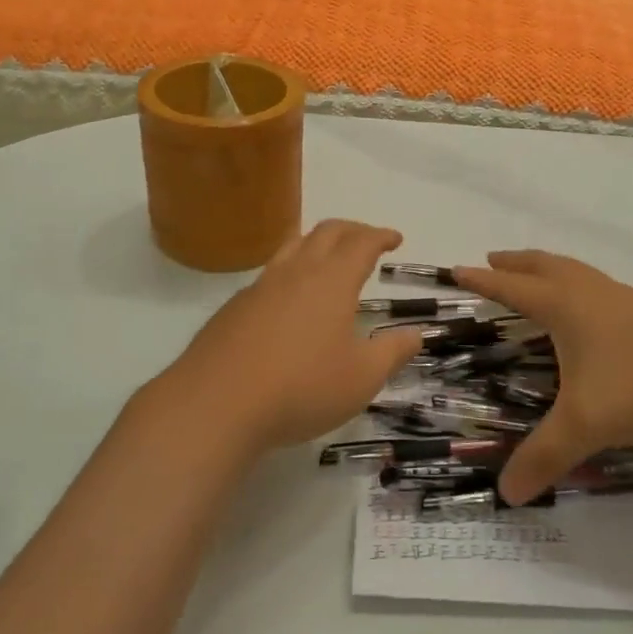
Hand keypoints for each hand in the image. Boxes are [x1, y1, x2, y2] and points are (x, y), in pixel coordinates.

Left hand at [153, 220, 424, 454]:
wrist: (216, 404)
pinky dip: (290, 271)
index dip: (381, 236)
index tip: (395, 238)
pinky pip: (270, 273)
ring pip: (293, 245)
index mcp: (332, 280)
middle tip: (367, 240)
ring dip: (317, 242)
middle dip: (352, 230)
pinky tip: (289, 300)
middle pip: (327, 232)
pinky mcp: (235, 306)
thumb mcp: (361, 379)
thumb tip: (415, 333)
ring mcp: (261, 286)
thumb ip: (392, 352)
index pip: (362, 243)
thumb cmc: (301, 389)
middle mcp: (297, 271)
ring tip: (328, 257)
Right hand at [454, 250, 632, 503]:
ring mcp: (622, 298)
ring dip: (548, 269)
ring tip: (539, 277)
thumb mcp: (587, 422)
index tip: (458, 268)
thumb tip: (505, 493)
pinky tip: (595, 314)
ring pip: (575, 272)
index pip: (511, 287)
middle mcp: (588, 293)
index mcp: (563, 306)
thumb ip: (545, 455)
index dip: (483, 280)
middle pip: (543, 266)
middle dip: (515, 263)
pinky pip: (600, 288)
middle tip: (493, 259)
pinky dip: (581, 287)